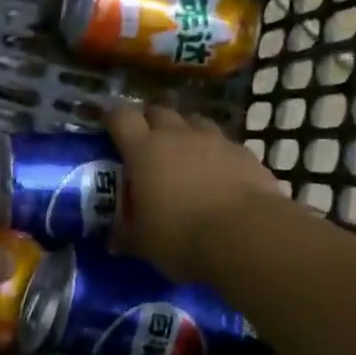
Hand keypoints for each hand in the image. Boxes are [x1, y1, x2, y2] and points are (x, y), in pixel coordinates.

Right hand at [106, 104, 288, 282]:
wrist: (248, 236)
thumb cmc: (183, 237)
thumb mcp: (145, 243)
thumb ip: (128, 235)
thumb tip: (114, 241)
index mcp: (144, 150)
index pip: (121, 118)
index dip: (112, 117)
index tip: (107, 123)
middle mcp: (177, 135)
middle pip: (158, 111)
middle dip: (149, 120)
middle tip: (146, 139)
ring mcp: (214, 140)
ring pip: (193, 121)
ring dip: (184, 130)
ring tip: (183, 151)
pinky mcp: (244, 153)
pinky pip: (224, 143)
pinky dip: (216, 152)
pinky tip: (219, 172)